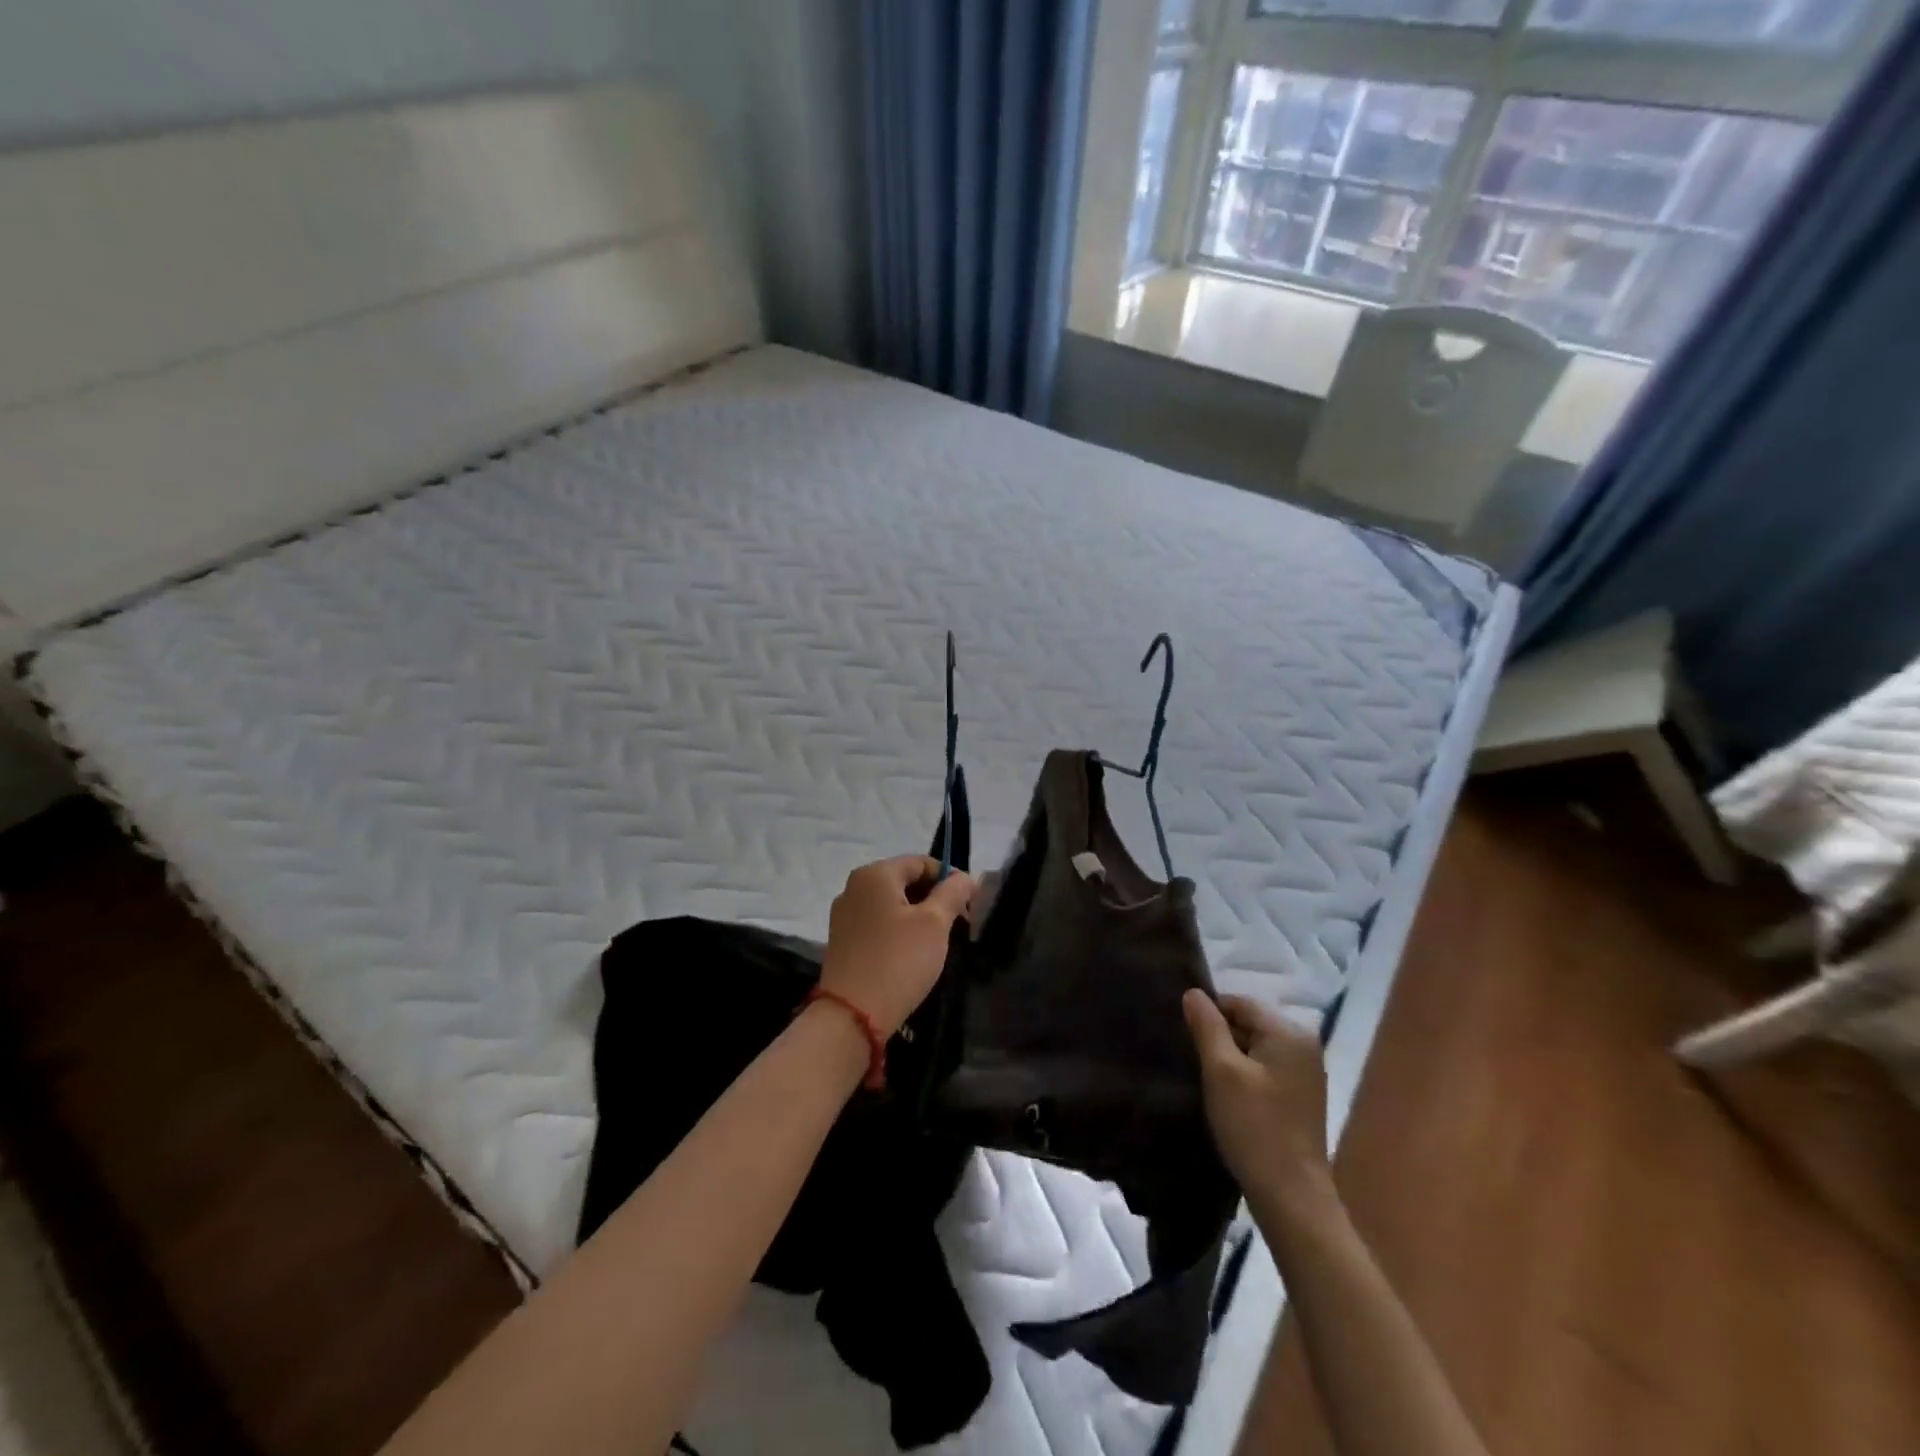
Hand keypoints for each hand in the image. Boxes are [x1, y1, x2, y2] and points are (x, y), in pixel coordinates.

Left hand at [821, 856, 973, 1036]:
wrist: (852, 1015)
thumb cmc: (898, 960)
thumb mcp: (934, 924)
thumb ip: (952, 893)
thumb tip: (964, 877)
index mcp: (874, 874)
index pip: (920, 862)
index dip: (949, 878)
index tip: (970, 903)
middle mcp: (854, 887)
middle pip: (904, 881)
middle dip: (934, 898)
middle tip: (959, 924)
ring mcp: (844, 915)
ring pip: (891, 904)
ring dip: (918, 916)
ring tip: (939, 941)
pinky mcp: (842, 941)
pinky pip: (878, 924)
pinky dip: (899, 931)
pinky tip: (913, 953)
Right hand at [1184, 991, 1332, 1219]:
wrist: (1291, 1196)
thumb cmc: (1254, 1126)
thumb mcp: (1221, 1070)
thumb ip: (1207, 1026)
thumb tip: (1193, 992)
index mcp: (1289, 1031)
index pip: (1239, 1002)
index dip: (1209, 1015)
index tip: (1187, 1040)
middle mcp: (1304, 1044)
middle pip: (1249, 1023)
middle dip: (1220, 1037)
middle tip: (1195, 1062)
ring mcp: (1306, 1072)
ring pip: (1255, 1047)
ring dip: (1230, 1058)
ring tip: (1209, 1081)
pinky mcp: (1301, 1096)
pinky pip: (1265, 1068)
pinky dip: (1245, 1075)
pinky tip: (1230, 1098)